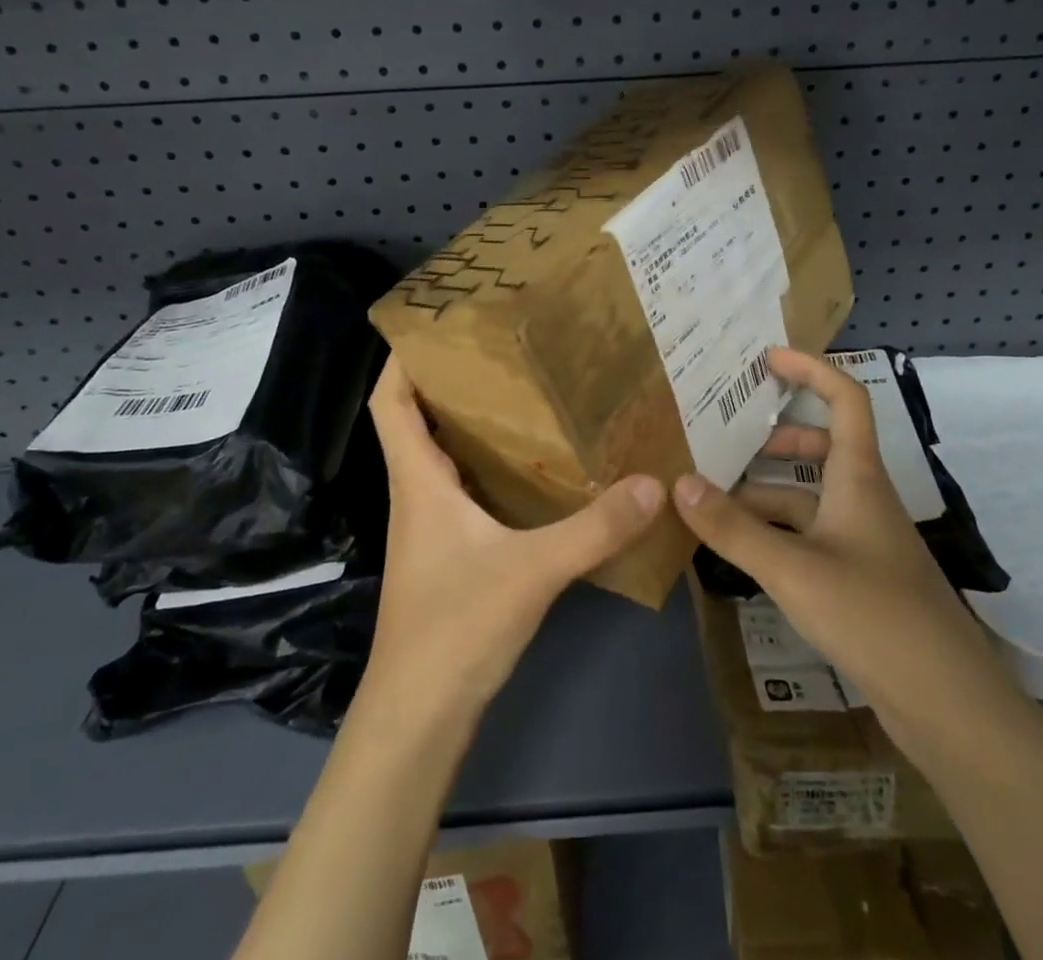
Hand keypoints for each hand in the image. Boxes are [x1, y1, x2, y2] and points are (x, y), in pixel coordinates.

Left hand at [361, 356, 665, 716]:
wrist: (418, 721)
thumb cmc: (455, 630)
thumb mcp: (532, 571)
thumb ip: (593, 528)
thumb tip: (651, 481)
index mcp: (420, 481)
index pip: (390, 402)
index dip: (403, 358)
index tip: (437, 321)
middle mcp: (419, 494)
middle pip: (419, 419)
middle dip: (451, 379)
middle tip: (505, 347)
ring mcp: (432, 528)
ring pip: (444, 455)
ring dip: (472, 422)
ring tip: (527, 392)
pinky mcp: (450, 554)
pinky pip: (465, 489)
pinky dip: (489, 466)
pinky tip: (533, 468)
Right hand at [672, 347, 990, 741]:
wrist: (947, 703)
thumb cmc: (873, 615)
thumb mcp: (792, 568)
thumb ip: (733, 527)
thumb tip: (678, 482)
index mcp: (858, 477)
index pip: (844, 398)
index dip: (810, 369)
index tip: (767, 359)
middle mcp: (864, 498)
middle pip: (823, 445)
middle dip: (776, 436)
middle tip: (725, 438)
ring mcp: (864, 540)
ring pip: (811, 495)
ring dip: (767, 489)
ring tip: (715, 496)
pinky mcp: (860, 577)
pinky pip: (811, 534)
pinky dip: (777, 531)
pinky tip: (743, 548)